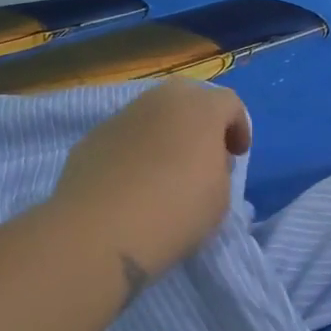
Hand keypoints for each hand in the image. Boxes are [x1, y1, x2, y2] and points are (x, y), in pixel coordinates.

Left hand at [51, 80, 251, 283]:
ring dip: (164, 134)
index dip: (239, 127)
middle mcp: (160, 100)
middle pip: (188, 98)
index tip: (238, 155)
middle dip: (200, 122)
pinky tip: (130, 184)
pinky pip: (123, 137)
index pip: (230, 103)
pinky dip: (133, 151)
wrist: (101, 232)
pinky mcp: (91, 139)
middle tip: (203, 155)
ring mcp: (121, 116)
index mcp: (201, 108)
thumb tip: (204, 162)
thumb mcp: (221, 196)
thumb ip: (219, 169)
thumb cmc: (176, 211)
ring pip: (152, 115)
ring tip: (164, 170)